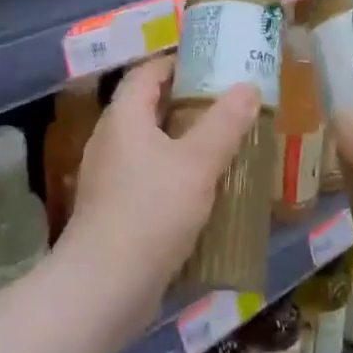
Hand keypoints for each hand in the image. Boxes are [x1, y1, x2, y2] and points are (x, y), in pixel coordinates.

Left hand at [59, 56, 261, 330]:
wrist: (103, 289)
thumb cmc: (151, 213)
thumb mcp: (198, 163)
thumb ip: (225, 123)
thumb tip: (249, 87)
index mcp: (124, 117)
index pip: (147, 72)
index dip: (177, 62)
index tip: (213, 64)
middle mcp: (110, 140)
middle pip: (148, 107)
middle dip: (187, 103)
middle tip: (228, 104)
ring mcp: (109, 177)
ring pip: (150, 145)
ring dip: (183, 141)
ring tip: (223, 144)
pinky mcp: (113, 210)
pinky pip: (147, 176)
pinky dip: (174, 173)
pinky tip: (203, 190)